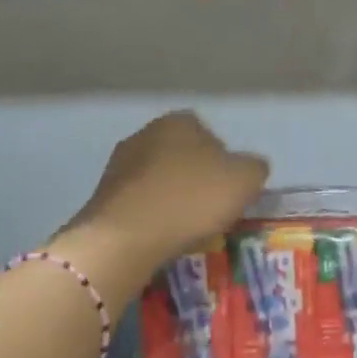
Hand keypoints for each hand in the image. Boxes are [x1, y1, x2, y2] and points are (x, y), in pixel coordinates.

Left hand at [61, 111, 268, 277]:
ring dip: (171, 198)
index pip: (210, 135)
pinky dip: (150, 215)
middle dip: (195, 179)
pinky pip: (138, 202)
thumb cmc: (191, 199)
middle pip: (181, 156)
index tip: (229, 192)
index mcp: (179, 121)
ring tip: (184, 228)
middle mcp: (145, 132)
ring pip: (158, 179)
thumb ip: (254, 167)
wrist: (125, 236)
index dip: (224, 164)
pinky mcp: (101, 195)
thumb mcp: (244, 180)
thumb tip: (249, 168)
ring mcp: (118, 164)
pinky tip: (158, 235)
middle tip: (209, 210)